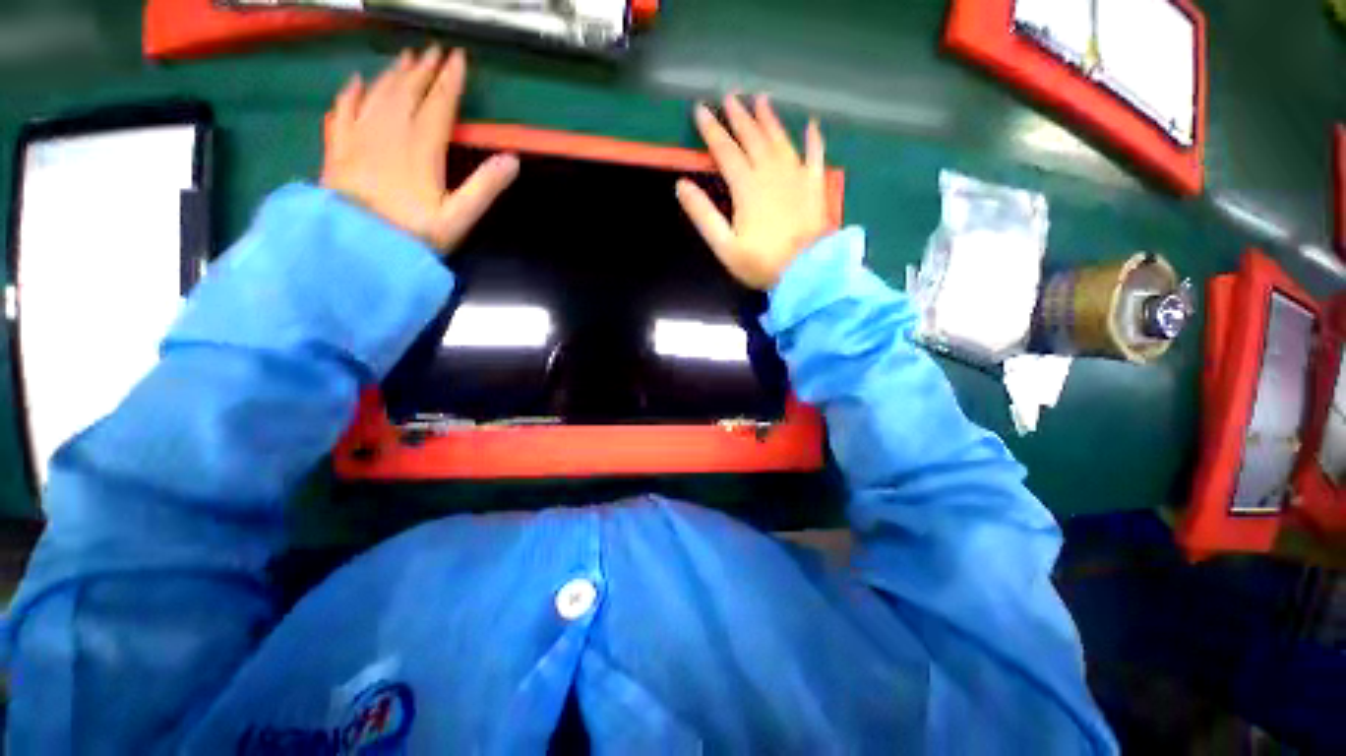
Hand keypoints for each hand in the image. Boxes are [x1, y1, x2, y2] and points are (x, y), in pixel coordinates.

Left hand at [321, 47, 518, 251]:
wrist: (358, 247)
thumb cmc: (414, 234)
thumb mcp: (459, 217)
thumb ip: (485, 187)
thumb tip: (512, 159)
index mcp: (421, 147)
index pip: (439, 104)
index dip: (449, 80)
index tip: (458, 57)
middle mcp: (389, 132)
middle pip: (407, 91)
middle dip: (422, 69)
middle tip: (433, 51)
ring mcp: (360, 137)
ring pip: (377, 94)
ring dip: (392, 74)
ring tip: (405, 59)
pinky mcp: (338, 149)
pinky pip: (343, 110)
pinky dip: (350, 93)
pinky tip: (356, 82)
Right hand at [676, 94, 830, 289]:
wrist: (806, 270)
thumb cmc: (761, 262)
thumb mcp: (724, 245)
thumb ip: (703, 215)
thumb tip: (682, 185)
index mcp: (747, 186)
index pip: (725, 150)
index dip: (711, 130)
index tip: (700, 110)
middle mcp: (771, 172)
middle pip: (753, 137)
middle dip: (739, 116)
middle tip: (730, 96)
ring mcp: (796, 175)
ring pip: (780, 139)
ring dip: (769, 118)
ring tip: (761, 99)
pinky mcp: (814, 185)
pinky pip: (815, 154)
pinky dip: (813, 139)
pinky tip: (811, 125)